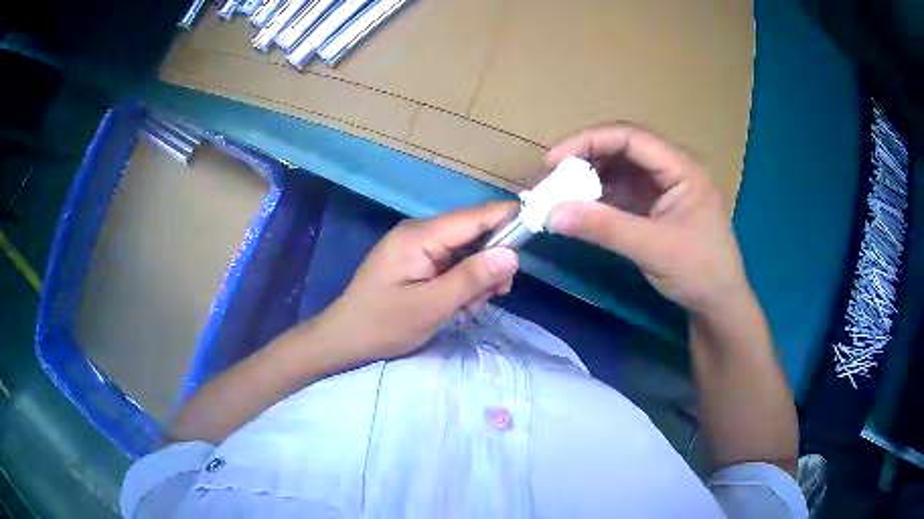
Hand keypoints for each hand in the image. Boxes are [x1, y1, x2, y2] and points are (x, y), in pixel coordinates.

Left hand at [320, 202, 519, 360]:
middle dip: (492, 260)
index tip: (537, 229)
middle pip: (472, 233)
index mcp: (420, 236)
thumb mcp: (431, 306)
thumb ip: (472, 278)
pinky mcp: (415, 261)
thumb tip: (512, 255)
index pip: (474, 216)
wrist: (343, 339)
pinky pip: (450, 263)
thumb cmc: (383, 324)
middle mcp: (419, 233)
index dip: (507, 219)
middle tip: (498, 294)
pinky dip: (462, 281)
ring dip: (477, 275)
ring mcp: (416, 247)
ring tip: (473, 305)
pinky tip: (461, 304)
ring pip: (464, 250)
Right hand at [546, 122, 748, 313]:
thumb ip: (604, 227)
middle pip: (624, 147)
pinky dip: (600, 196)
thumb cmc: (698, 272)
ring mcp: (665, 187)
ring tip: (561, 191)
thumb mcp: (652, 248)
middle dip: (586, 157)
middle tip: (552, 176)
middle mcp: (673, 169)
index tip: (554, 160)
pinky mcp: (657, 206)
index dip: (589, 141)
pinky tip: (581, 207)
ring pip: (621, 168)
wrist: (719, 304)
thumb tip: (551, 213)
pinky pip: (623, 191)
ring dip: (590, 176)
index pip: (631, 137)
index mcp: (682, 167)